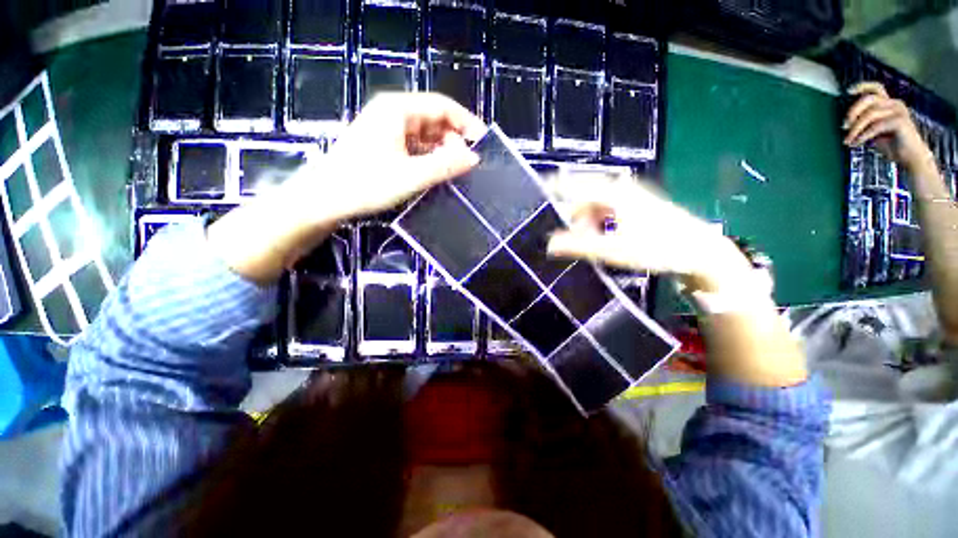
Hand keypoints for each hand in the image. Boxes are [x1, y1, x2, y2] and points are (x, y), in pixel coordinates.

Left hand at [315, 92, 485, 220]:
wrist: (325, 199)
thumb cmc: (367, 183)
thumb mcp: (412, 176)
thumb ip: (445, 165)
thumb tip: (473, 158)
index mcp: (398, 109)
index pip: (442, 106)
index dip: (466, 122)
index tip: (482, 143)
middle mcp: (392, 113)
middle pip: (433, 119)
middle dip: (453, 140)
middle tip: (466, 165)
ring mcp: (385, 129)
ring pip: (424, 134)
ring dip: (441, 151)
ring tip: (454, 172)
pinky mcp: (382, 145)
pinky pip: (413, 146)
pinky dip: (427, 157)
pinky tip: (435, 172)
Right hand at [547, 174, 804, 386]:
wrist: (701, 252)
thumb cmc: (658, 248)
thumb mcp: (615, 250)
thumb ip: (580, 246)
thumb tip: (549, 244)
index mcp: (613, 194)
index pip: (575, 185)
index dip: (555, 187)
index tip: (538, 191)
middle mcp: (620, 191)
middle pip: (584, 199)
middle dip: (571, 218)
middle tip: (564, 238)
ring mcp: (630, 199)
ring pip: (595, 208)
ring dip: (585, 225)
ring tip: (584, 244)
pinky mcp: (636, 209)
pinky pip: (606, 214)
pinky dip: (597, 226)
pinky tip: (599, 240)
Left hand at [843, 82, 933, 171]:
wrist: (910, 157)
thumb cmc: (892, 144)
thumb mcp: (874, 131)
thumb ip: (865, 122)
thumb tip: (846, 121)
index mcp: (889, 103)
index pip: (876, 88)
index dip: (862, 86)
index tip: (848, 91)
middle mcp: (895, 104)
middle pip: (868, 99)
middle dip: (853, 112)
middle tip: (843, 126)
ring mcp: (899, 111)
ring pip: (870, 114)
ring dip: (855, 129)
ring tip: (847, 140)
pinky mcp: (900, 121)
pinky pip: (876, 126)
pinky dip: (863, 135)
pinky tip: (856, 143)